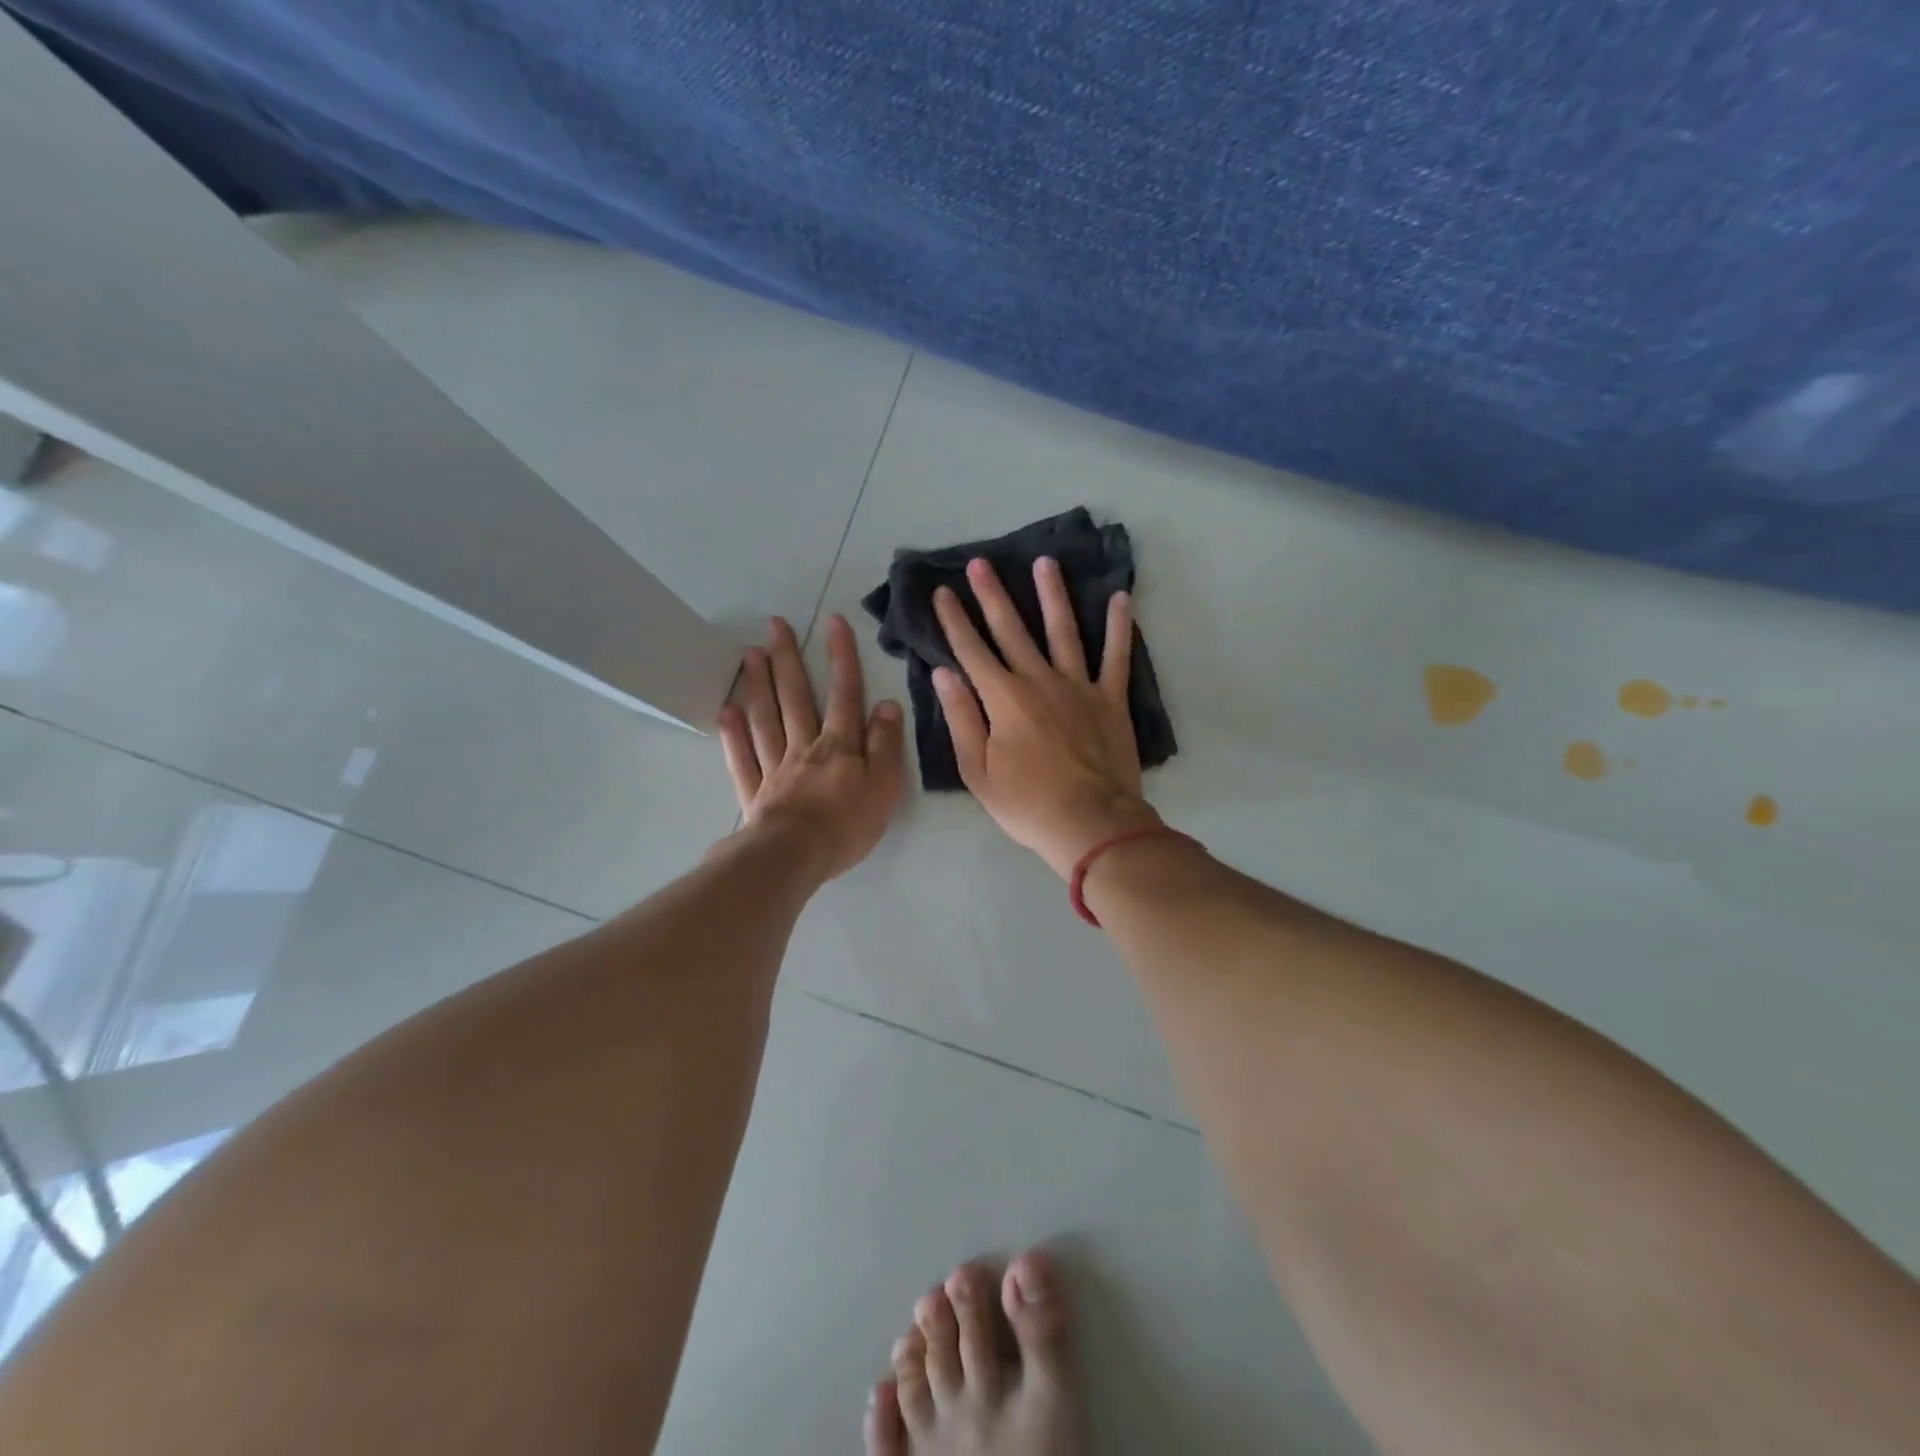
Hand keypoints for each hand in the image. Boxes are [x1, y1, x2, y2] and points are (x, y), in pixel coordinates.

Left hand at [716, 614, 905, 883]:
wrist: (794, 857)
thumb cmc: (846, 825)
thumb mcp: (884, 786)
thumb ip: (886, 745)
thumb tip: (887, 704)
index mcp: (839, 746)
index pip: (844, 694)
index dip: (841, 657)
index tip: (833, 622)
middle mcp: (804, 747)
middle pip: (796, 697)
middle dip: (789, 658)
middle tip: (776, 624)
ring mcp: (774, 767)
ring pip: (766, 718)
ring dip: (759, 684)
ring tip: (751, 654)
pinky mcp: (754, 791)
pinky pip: (741, 757)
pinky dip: (733, 733)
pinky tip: (726, 710)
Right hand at [933, 557, 1162, 878]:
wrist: (1090, 823)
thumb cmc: (1026, 804)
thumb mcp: (977, 770)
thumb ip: (961, 717)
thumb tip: (943, 672)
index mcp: (1003, 699)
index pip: (971, 650)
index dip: (954, 620)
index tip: (943, 592)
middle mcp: (1039, 680)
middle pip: (1011, 630)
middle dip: (992, 595)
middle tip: (981, 563)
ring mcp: (1079, 686)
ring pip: (1063, 630)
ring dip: (1052, 594)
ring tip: (1045, 562)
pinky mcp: (1110, 699)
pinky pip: (1116, 655)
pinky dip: (1119, 626)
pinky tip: (1121, 597)